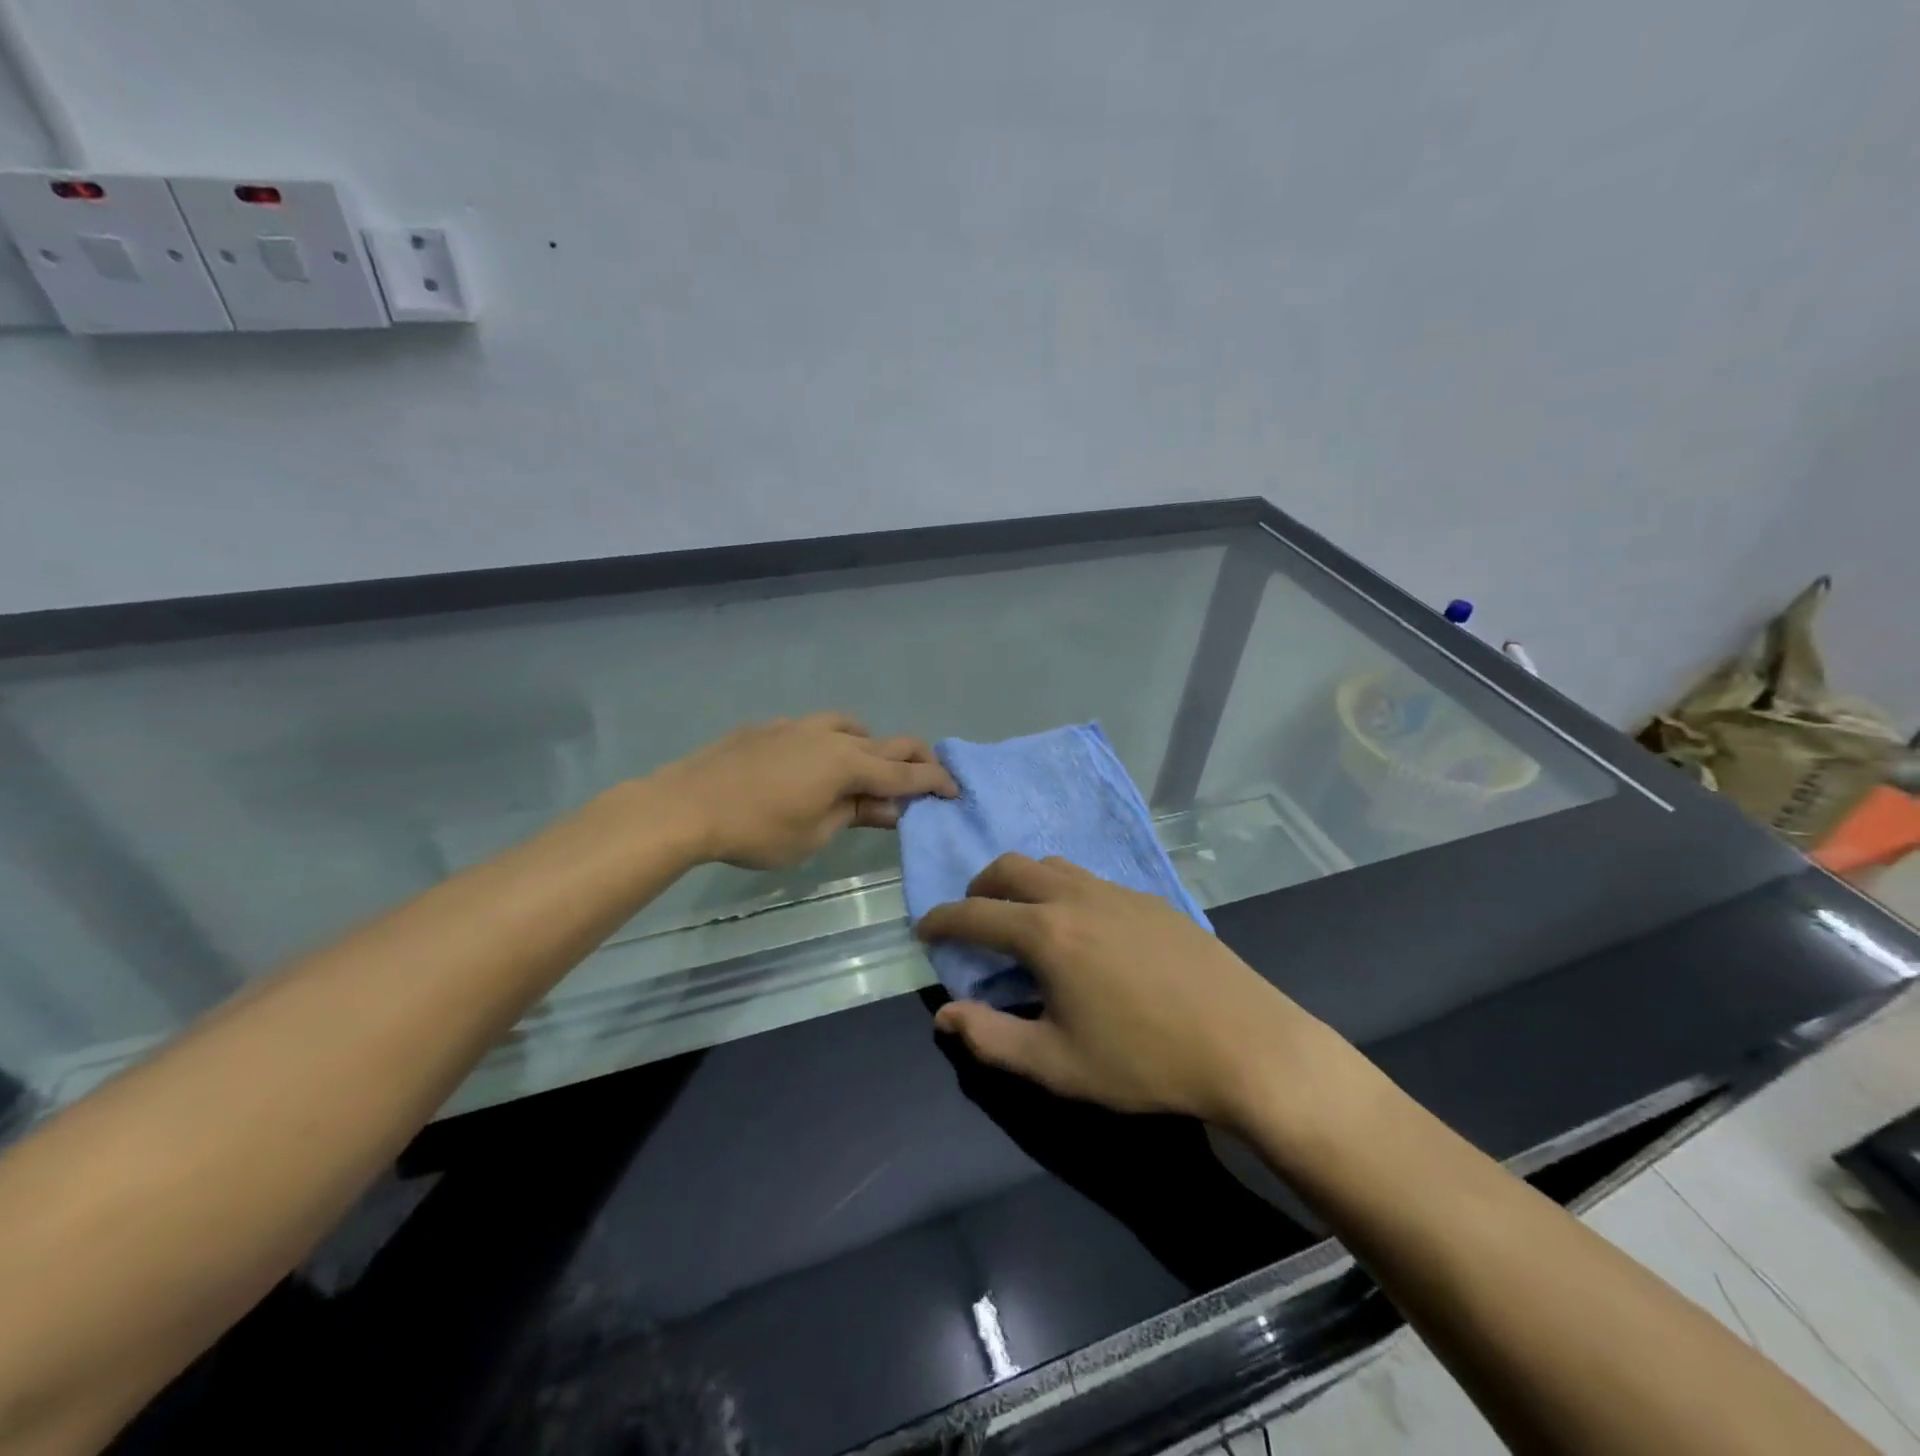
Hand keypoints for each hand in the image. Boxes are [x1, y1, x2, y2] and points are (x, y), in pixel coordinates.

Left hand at [654, 713, 957, 869]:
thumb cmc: (757, 831)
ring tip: (866, 767)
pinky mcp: (769, 728)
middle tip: (926, 776)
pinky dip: (830, 743)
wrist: (687, 805)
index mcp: (847, 764)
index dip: (934, 782)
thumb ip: (855, 814)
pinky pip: (813, 728)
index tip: (955, 790)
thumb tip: (890, 807)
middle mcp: (830, 736)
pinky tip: (810, 764)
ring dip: (869, 744)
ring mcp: (797, 726)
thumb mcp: (815, 834)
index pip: (904, 773)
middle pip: (886, 740)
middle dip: (913, 757)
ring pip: (849, 725)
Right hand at [916, 853, 1337, 1125]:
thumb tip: (946, 1015)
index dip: (941, 920)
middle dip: (979, 887)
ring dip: (1024, 883)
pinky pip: (1092, 879)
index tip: (924, 929)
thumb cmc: (1144, 1061)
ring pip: (1054, 865)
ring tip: (1024, 921)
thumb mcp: (1057, 1066)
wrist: (1247, 1045)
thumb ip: (992, 1039)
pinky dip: (1065, 891)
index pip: (975, 914)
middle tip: (973, 918)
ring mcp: (1119, 892)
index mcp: (1047, 934)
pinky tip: (1084, 931)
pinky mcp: (1152, 899)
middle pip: (1011, 867)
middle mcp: (1078, 897)